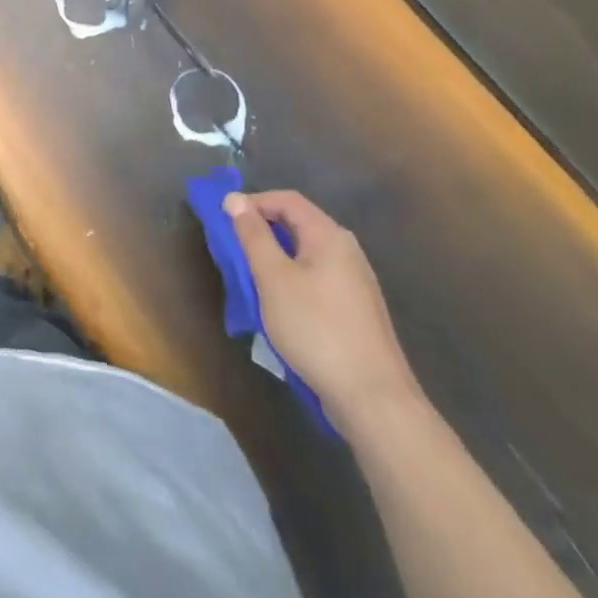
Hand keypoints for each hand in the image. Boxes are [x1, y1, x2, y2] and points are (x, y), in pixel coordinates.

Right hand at [227, 190, 420, 433]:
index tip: (225, 220)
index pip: (287, 199)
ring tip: (252, 281)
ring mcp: (356, 282)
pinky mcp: (357, 310)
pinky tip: (282, 309)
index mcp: (329, 235)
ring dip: (276, 260)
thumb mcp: (273, 278)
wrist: (373, 398)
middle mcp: (347, 250)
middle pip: (299, 225)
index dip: (254, 203)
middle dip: (263, 232)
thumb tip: (235, 199)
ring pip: (307, 255)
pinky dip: (293, 282)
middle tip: (235, 251)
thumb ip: (253, 236)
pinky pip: (318, 280)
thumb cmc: (316, 329)